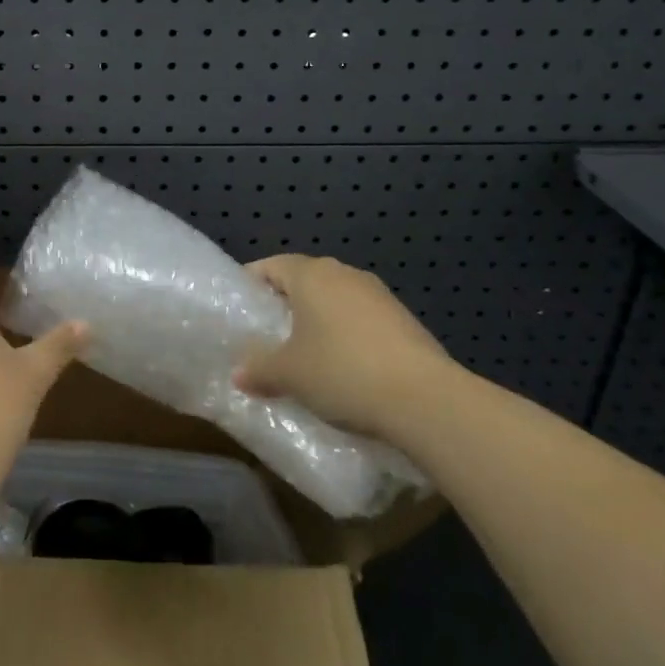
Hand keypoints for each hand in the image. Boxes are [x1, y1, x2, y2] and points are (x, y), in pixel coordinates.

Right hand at [233, 254, 456, 442]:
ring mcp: (379, 295)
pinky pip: (361, 320)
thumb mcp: (289, 375)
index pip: (270, 266)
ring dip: (318, 322)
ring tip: (305, 356)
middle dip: (284, 306)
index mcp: (311, 275)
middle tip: (267, 336)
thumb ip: (259, 369)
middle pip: (304, 281)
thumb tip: (239, 374)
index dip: (251, 285)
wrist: (425, 399)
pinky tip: (345, 369)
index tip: (240, 311)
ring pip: (335, 301)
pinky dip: (347, 337)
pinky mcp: (404, 320)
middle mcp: (344, 274)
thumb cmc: (342, 372)